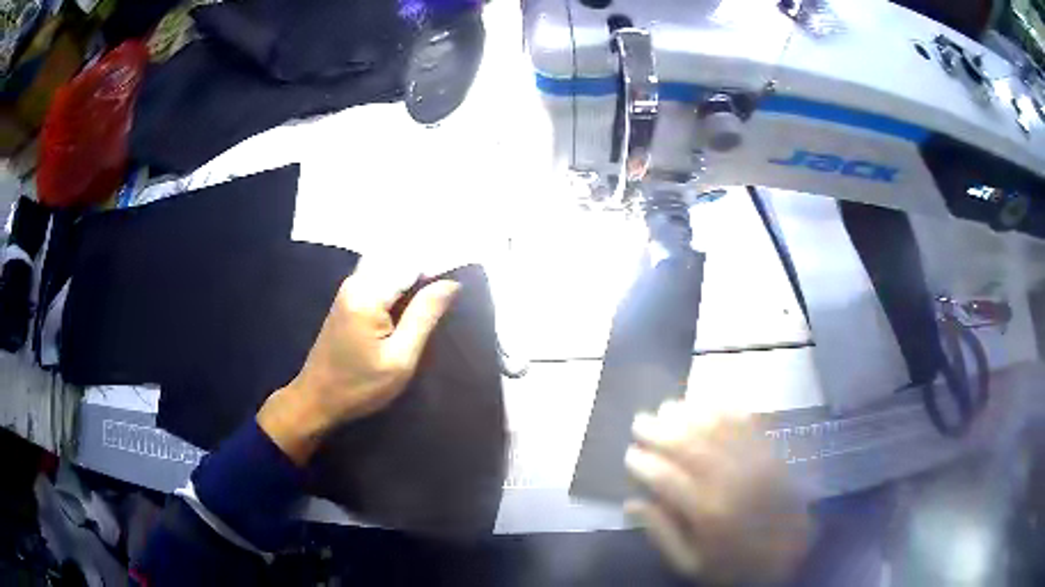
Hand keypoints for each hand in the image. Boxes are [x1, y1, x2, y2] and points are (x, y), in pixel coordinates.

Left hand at [257, 261, 459, 464]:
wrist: (317, 399)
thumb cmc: (360, 386)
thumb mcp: (400, 359)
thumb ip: (424, 316)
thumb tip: (451, 283)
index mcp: (367, 294)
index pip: (412, 263)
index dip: (438, 268)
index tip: (459, 286)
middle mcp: (356, 281)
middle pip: (400, 259)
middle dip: (427, 270)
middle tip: (449, 295)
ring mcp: (350, 288)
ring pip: (391, 267)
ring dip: (414, 278)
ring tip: (434, 300)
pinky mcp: (349, 297)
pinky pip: (381, 279)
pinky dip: (401, 286)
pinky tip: (412, 305)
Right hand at [625, 400, 811, 583]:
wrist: (790, 553)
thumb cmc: (734, 564)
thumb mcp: (690, 564)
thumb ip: (661, 534)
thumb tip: (632, 502)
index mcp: (706, 512)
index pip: (666, 477)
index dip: (643, 462)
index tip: (629, 454)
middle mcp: (729, 480)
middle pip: (688, 444)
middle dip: (659, 430)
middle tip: (639, 421)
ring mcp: (753, 461)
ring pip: (715, 427)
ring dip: (688, 413)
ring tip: (667, 407)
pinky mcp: (770, 452)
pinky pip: (746, 422)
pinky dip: (724, 409)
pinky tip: (707, 403)